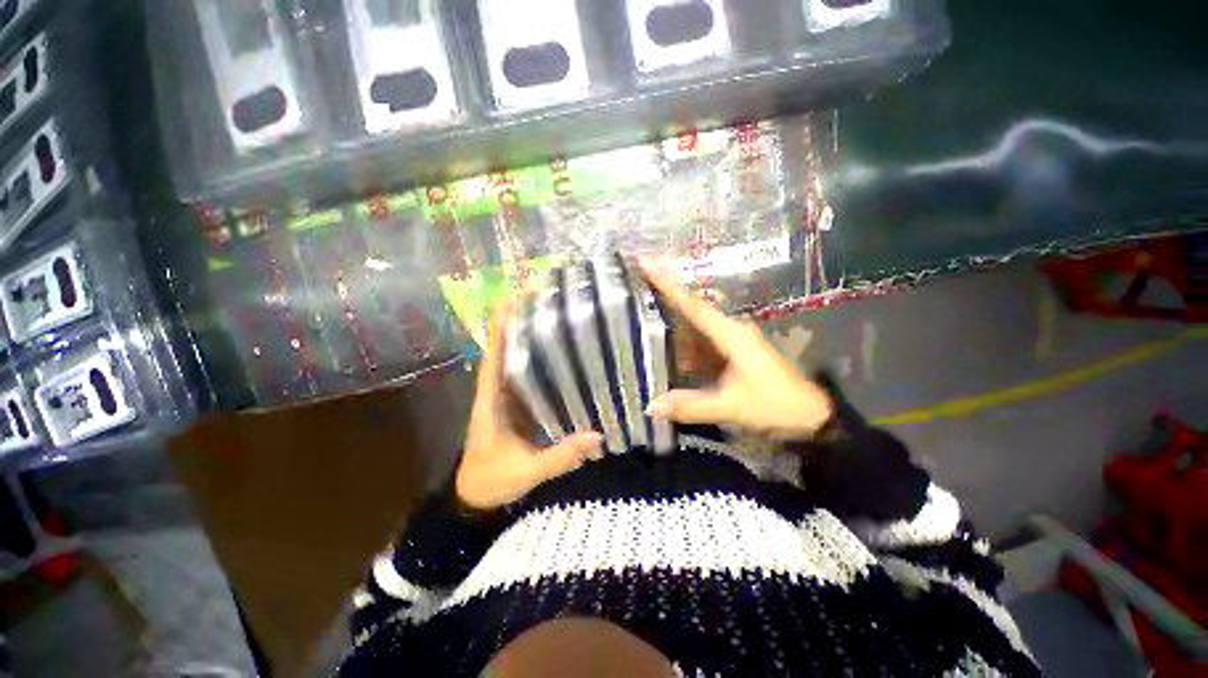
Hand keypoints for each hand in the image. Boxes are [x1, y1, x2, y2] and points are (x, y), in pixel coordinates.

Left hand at [456, 302, 603, 510]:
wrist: (477, 497)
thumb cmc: (493, 480)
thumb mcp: (526, 471)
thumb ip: (559, 456)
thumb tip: (597, 435)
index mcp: (491, 400)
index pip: (494, 354)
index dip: (502, 326)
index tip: (516, 298)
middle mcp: (498, 391)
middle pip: (507, 349)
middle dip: (522, 323)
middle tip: (546, 301)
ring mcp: (508, 397)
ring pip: (518, 361)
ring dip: (531, 339)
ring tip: (555, 318)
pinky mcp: (519, 405)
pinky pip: (529, 377)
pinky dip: (541, 362)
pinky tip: (562, 354)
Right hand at [641, 257, 833, 440]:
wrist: (811, 415)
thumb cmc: (774, 405)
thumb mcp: (730, 407)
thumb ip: (689, 406)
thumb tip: (650, 406)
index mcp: (730, 335)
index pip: (692, 305)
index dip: (667, 283)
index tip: (645, 260)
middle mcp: (730, 330)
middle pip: (690, 310)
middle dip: (664, 298)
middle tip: (634, 285)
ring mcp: (732, 341)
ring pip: (694, 330)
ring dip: (672, 329)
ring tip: (643, 320)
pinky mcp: (733, 352)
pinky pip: (701, 345)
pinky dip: (684, 348)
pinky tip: (668, 355)